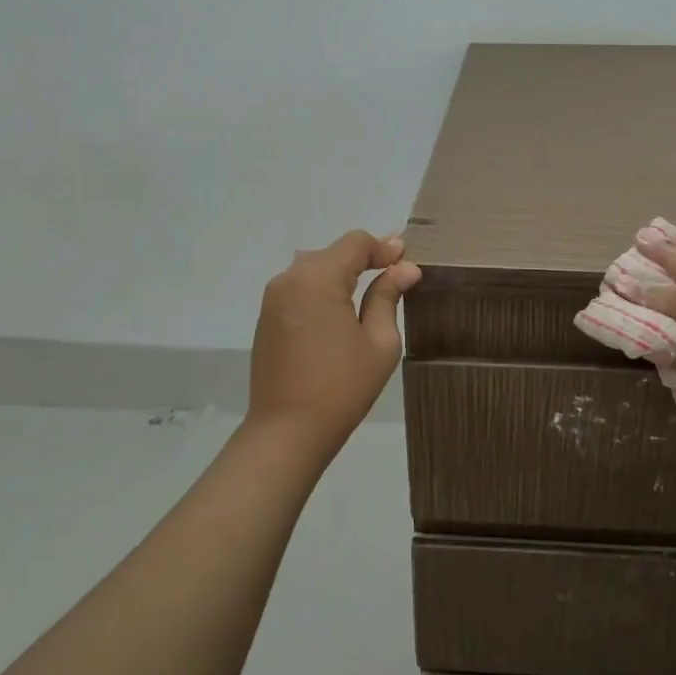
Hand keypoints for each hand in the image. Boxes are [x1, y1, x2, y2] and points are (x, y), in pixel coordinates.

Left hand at [247, 230, 421, 461]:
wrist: (287, 432)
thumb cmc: (342, 387)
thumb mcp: (379, 342)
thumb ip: (388, 296)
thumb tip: (405, 268)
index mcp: (318, 278)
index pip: (355, 242)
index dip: (384, 248)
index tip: (407, 261)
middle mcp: (290, 278)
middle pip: (333, 252)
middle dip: (365, 258)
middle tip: (396, 273)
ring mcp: (273, 298)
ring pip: (314, 268)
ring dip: (342, 273)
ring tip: (371, 291)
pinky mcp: (267, 318)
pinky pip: (300, 288)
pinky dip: (323, 289)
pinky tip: (341, 311)